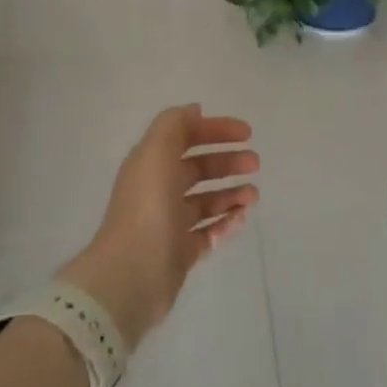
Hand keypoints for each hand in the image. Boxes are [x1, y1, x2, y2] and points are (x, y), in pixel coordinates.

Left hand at [60, 105, 259, 348]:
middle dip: (227, 162)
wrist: (131, 275)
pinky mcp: (179, 253)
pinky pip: (208, 232)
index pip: (185, 137)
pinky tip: (242, 218)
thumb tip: (194, 110)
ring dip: (231, 193)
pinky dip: (225, 222)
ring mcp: (169, 223)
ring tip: (253, 195)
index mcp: (151, 164)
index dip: (214, 130)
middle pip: (197, 169)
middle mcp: (159, 190)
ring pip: (205, 201)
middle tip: (255, 163)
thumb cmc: (147, 208)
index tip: (247, 133)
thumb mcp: (156, 153)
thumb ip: (175, 125)